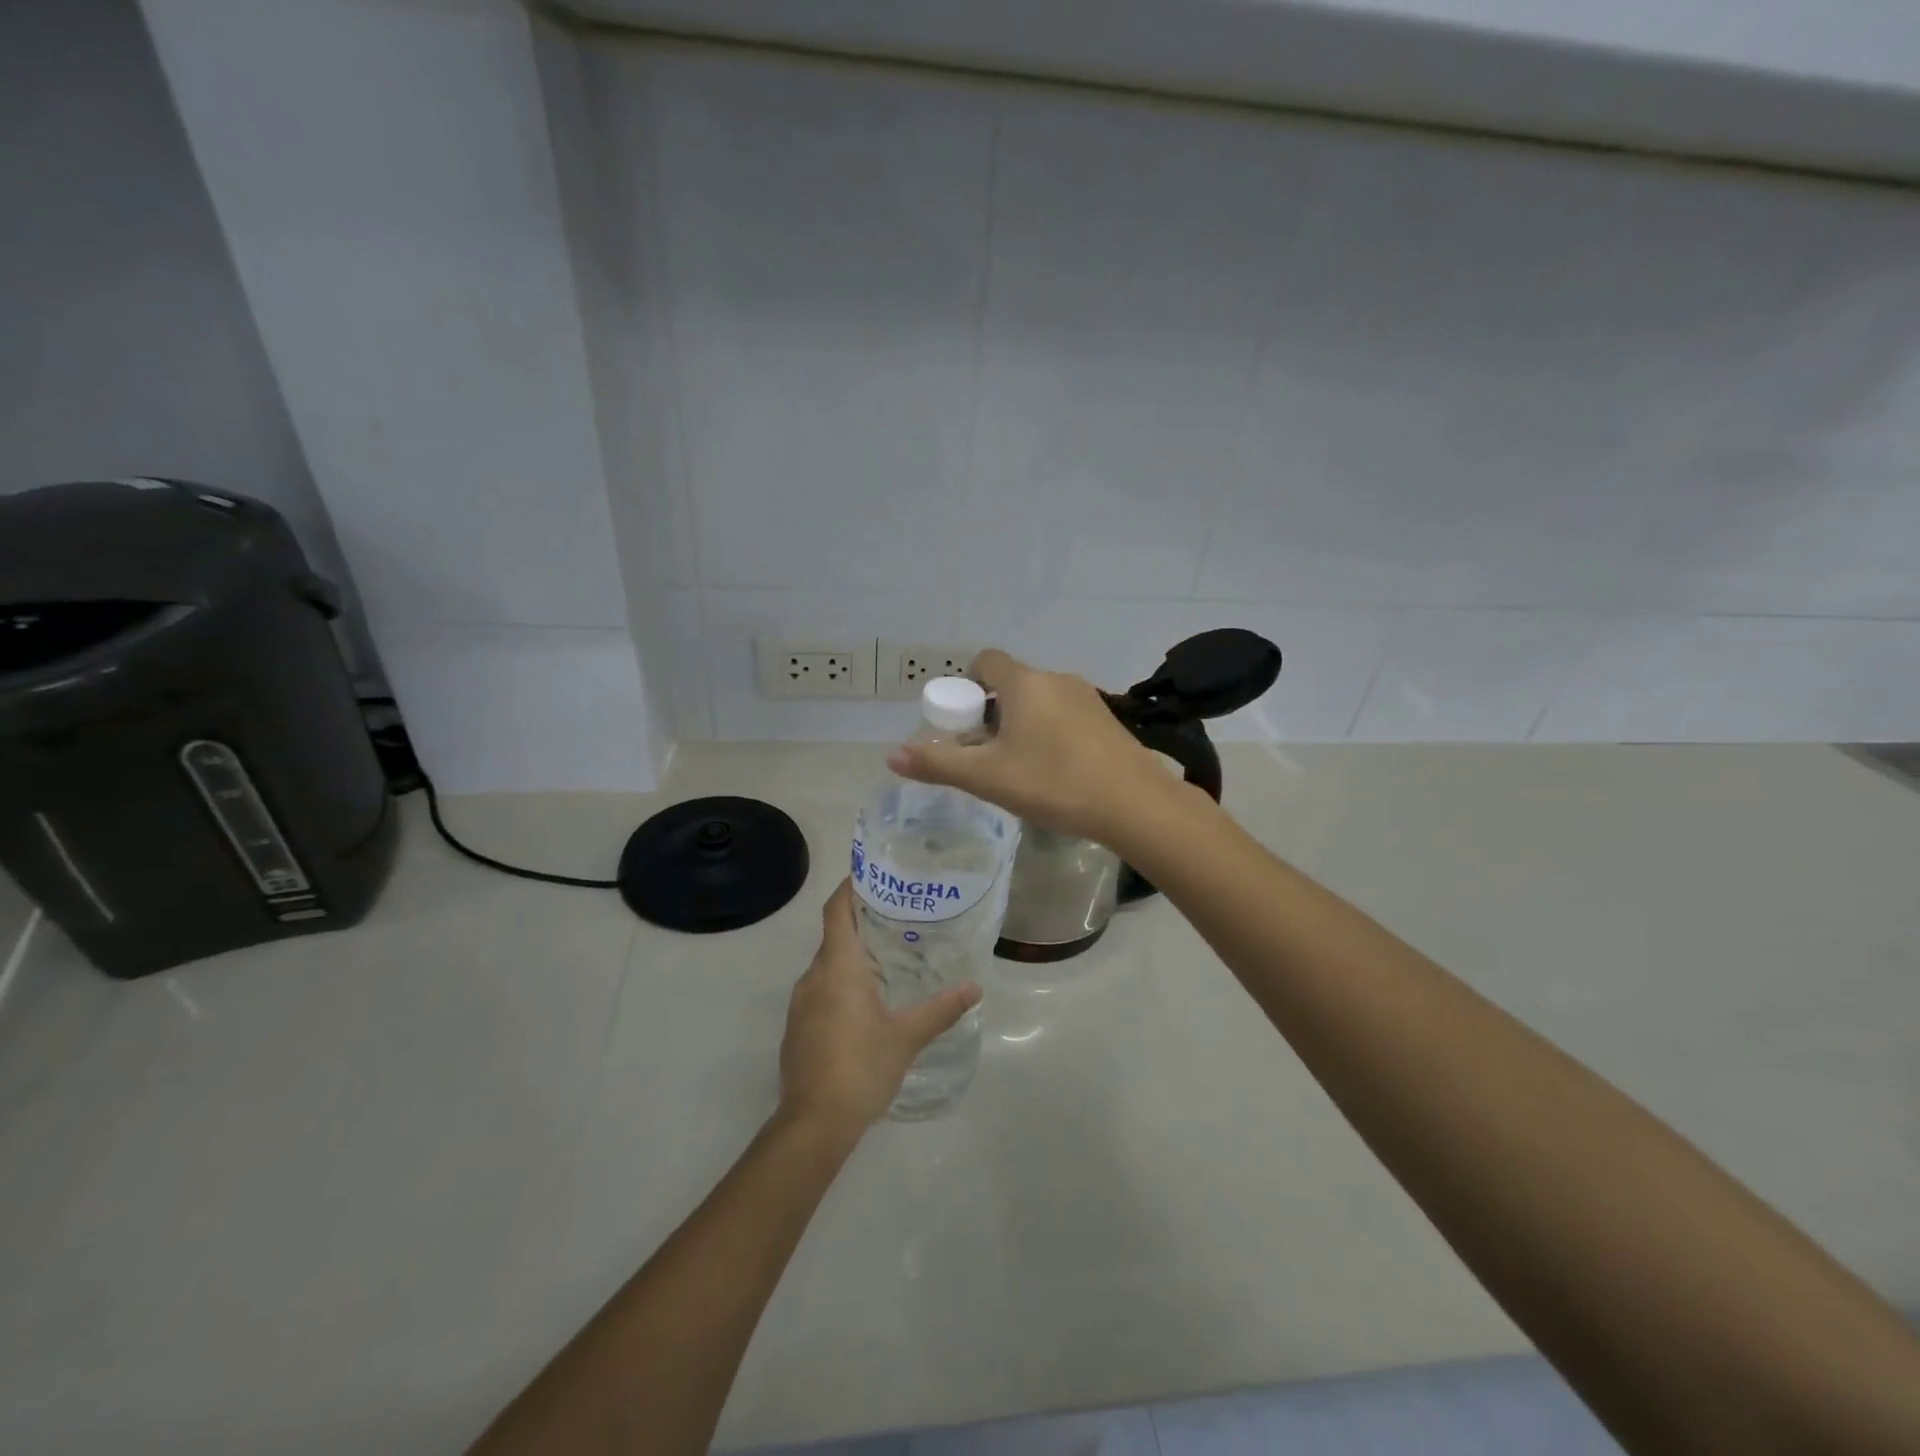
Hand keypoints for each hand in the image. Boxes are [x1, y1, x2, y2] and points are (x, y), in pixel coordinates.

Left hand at [778, 881, 981, 1134]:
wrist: (813, 1124)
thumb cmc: (861, 1068)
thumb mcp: (907, 1037)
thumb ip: (941, 1009)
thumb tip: (975, 988)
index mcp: (838, 968)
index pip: (837, 910)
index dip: (850, 887)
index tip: (873, 874)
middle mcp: (813, 977)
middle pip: (834, 936)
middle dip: (862, 922)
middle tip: (899, 917)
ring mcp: (801, 1003)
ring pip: (827, 965)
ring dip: (852, 956)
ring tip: (889, 958)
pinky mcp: (797, 1027)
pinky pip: (820, 990)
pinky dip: (841, 983)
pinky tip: (867, 1002)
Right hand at [887, 647, 1175, 844]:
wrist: (1134, 803)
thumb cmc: (1053, 782)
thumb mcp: (988, 778)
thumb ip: (938, 764)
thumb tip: (892, 755)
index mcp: (1024, 683)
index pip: (985, 661)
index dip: (966, 685)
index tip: (963, 723)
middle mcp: (1056, 679)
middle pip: (1011, 684)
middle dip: (991, 713)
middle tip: (985, 755)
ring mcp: (1087, 697)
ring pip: (1040, 701)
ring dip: (1022, 724)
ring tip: (1019, 768)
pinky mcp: (1107, 719)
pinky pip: (1065, 715)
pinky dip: (1051, 733)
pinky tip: (1055, 772)